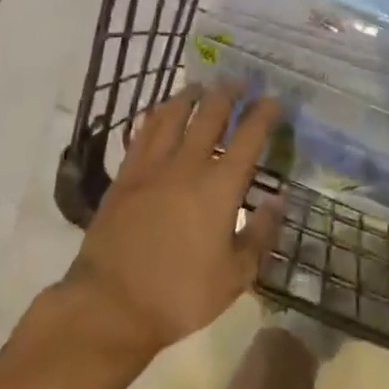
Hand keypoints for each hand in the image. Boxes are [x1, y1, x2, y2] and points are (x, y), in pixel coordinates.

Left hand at [62, 85, 283, 361]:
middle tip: (238, 83)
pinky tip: (161, 111)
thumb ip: (260, 234)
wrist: (110, 305)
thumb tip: (279, 200)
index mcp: (219, 187)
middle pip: (210, 115)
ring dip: (190, 96)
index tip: (272, 101)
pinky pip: (143, 132)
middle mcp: (187, 165)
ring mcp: (152, 167)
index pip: (248, 138)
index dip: (262, 114)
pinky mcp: (125, 175)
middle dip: (227, 94)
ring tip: (200, 86)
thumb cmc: (179, 295)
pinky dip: (157, 115)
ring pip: (173, 115)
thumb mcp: (234, 277)